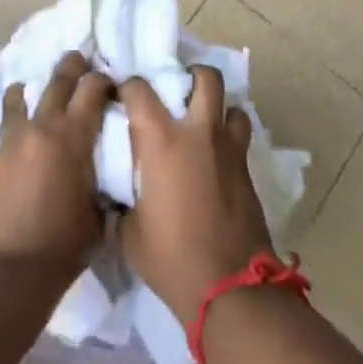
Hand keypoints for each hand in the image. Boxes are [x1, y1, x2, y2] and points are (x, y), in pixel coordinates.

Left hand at [0, 51, 112, 278]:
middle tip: (79, 58)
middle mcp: (42, 128)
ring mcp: (12, 142)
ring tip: (28, 87)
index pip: (93, 88)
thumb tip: (106, 175)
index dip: (104, 79)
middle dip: (72, 66)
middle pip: (58, 81)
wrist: (10, 273)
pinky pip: (5, 131)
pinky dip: (13, 126)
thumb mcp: (99, 214)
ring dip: (28, 90)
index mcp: (74, 136)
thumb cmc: (64, 246)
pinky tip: (17, 137)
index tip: (111, 81)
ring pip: (18, 99)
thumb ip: (102, 184)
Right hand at [119, 66, 275, 326]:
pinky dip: (229, 137)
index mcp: (162, 141)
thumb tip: (115, 193)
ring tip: (204, 122)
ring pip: (233, 105)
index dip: (128, 87)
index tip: (121, 96)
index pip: (140, 89)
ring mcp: (229, 149)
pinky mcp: (247, 170)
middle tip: (177, 92)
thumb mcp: (129, 233)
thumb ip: (121, 200)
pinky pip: (240, 137)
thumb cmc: (171, 258)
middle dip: (192, 76)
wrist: (229, 287)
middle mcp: (198, 133)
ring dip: (219, 108)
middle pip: (205, 78)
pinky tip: (216, 157)